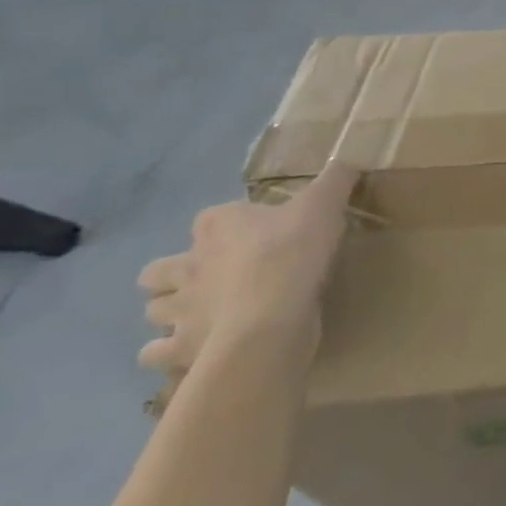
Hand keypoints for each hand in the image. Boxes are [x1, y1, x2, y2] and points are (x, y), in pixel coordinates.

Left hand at [137, 162, 356, 376]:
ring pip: (155, 309)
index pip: (210, 218)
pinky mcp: (180, 347)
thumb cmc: (294, 252)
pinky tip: (195, 349)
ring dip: (173, 312)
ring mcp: (178, 310)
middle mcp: (187, 265)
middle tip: (213, 279)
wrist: (272, 318)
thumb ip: (336, 178)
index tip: (256, 233)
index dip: (228, 225)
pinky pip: (157, 353)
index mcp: (217, 225)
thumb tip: (351, 152)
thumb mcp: (325, 204)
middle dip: (176, 275)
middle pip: (160, 270)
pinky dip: (170, 352)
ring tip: (205, 315)